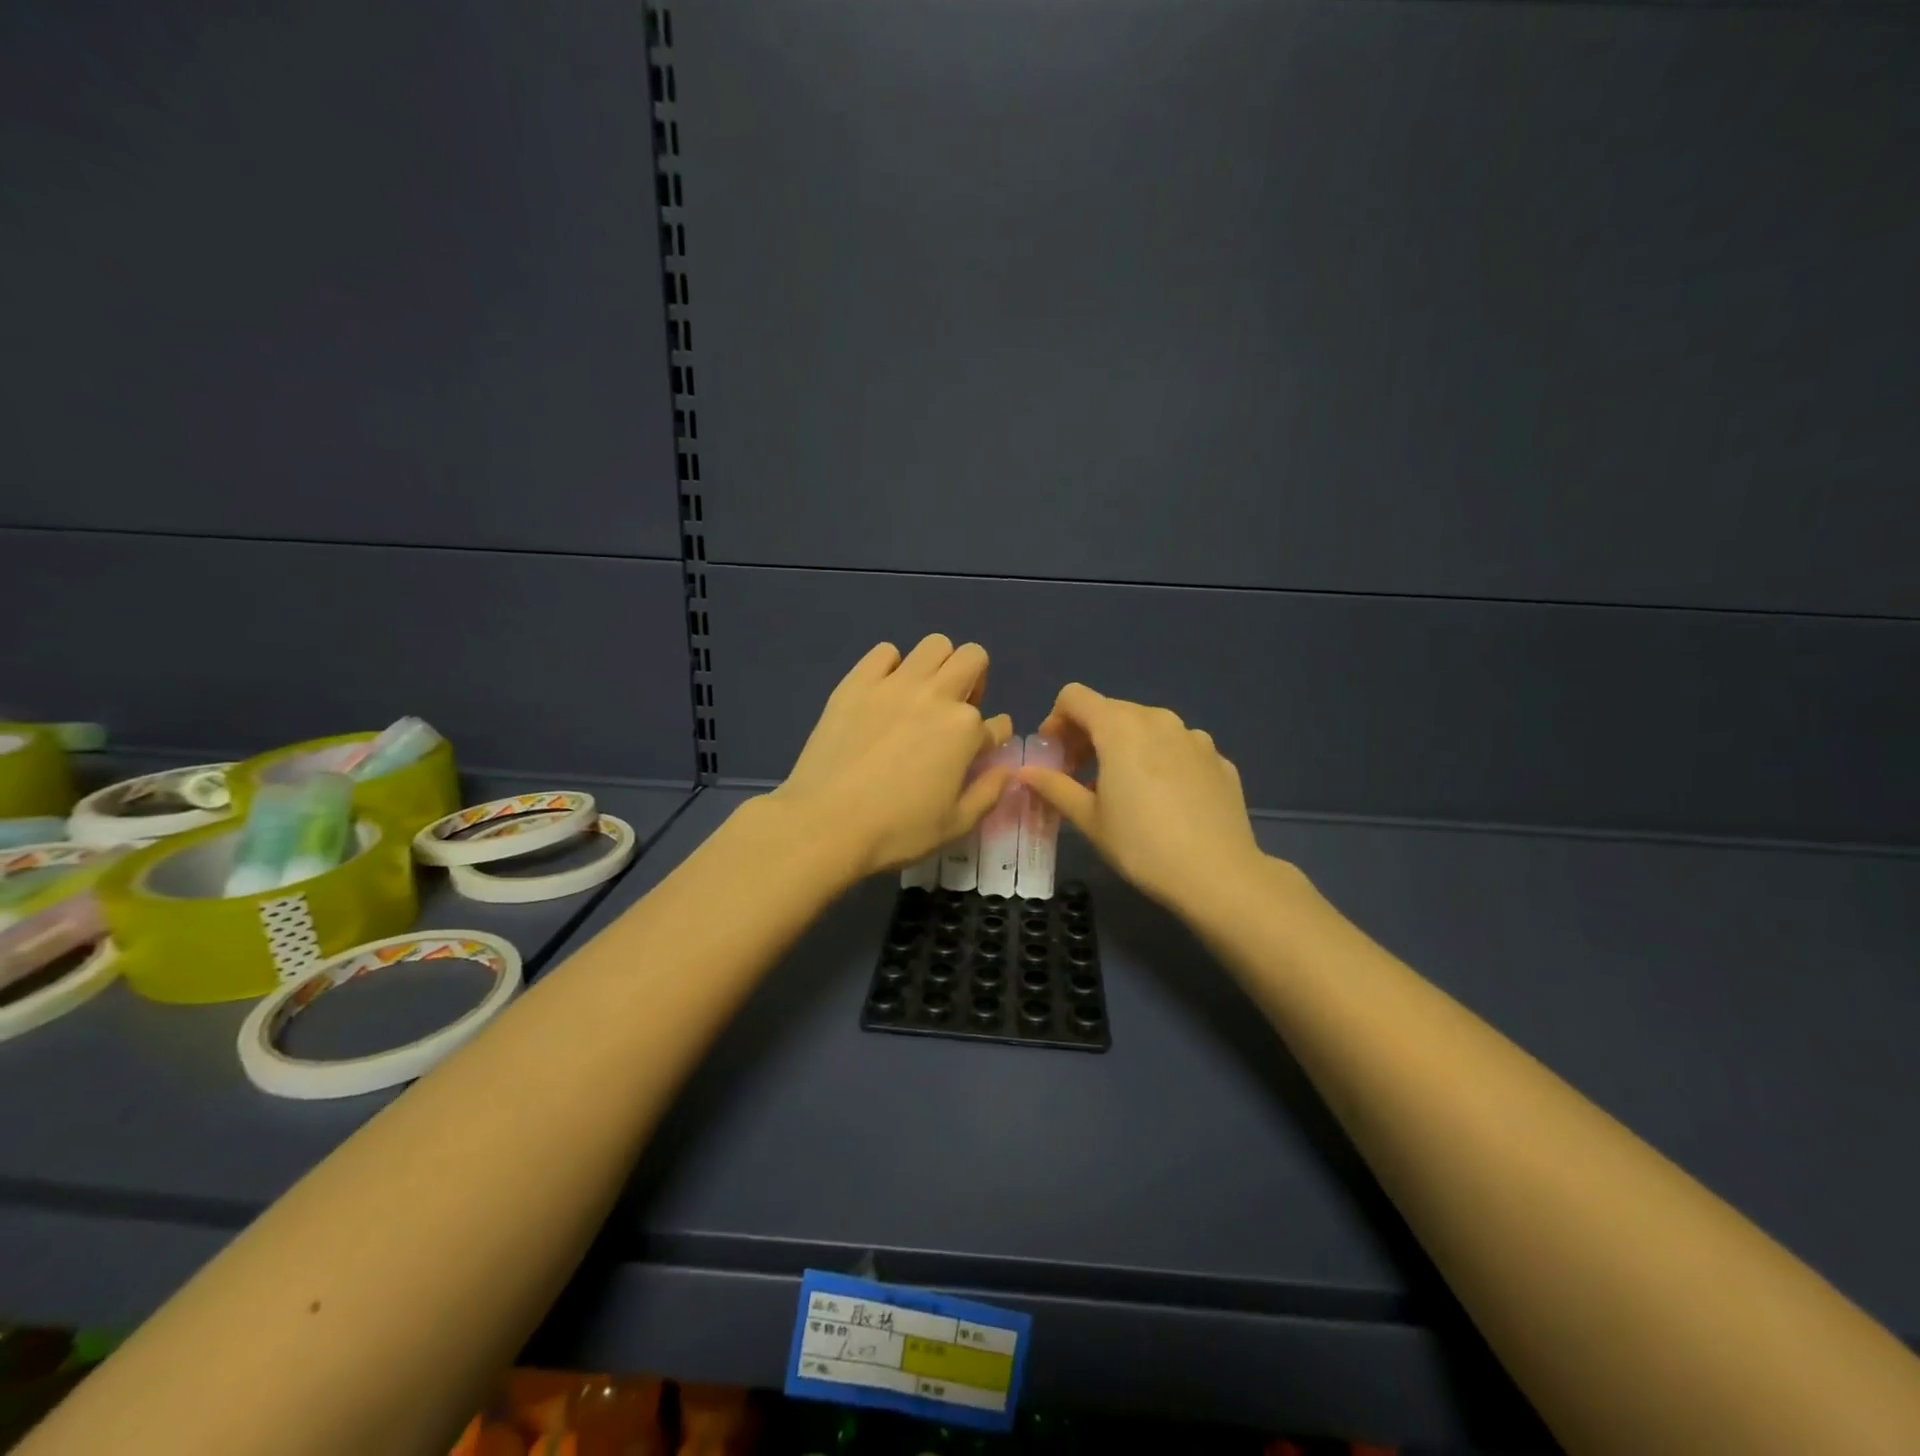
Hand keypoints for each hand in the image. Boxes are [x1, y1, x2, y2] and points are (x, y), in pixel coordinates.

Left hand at [769, 635, 1015, 880]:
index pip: (997, 722)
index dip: (992, 738)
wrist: (825, 823)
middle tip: (955, 711)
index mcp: (966, 730)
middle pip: (973, 658)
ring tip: (922, 695)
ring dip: (938, 665)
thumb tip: (1006, 768)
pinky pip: (885, 651)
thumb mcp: (955, 825)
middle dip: (974, 680)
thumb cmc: (896, 831)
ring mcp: (895, 684)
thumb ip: (988, 792)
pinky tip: (883, 693)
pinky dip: (891, 666)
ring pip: (935, 645)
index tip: (976, 753)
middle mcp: (937, 696)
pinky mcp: (857, 682)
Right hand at [1017, 683, 1264, 916]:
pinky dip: (1160, 761)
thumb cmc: (1141, 845)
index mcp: (1120, 727)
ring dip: (1125, 747)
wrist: (1219, 875)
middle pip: (1111, 710)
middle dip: (1087, 736)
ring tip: (1123, 790)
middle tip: (1079, 777)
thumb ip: (1054, 787)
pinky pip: (1177, 748)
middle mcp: (1158, 719)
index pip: (1074, 697)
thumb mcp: (1089, 819)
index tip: (1054, 756)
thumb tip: (1025, 771)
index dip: (1055, 721)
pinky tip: (1164, 801)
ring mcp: (1194, 737)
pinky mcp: (1218, 758)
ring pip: (1147, 728)